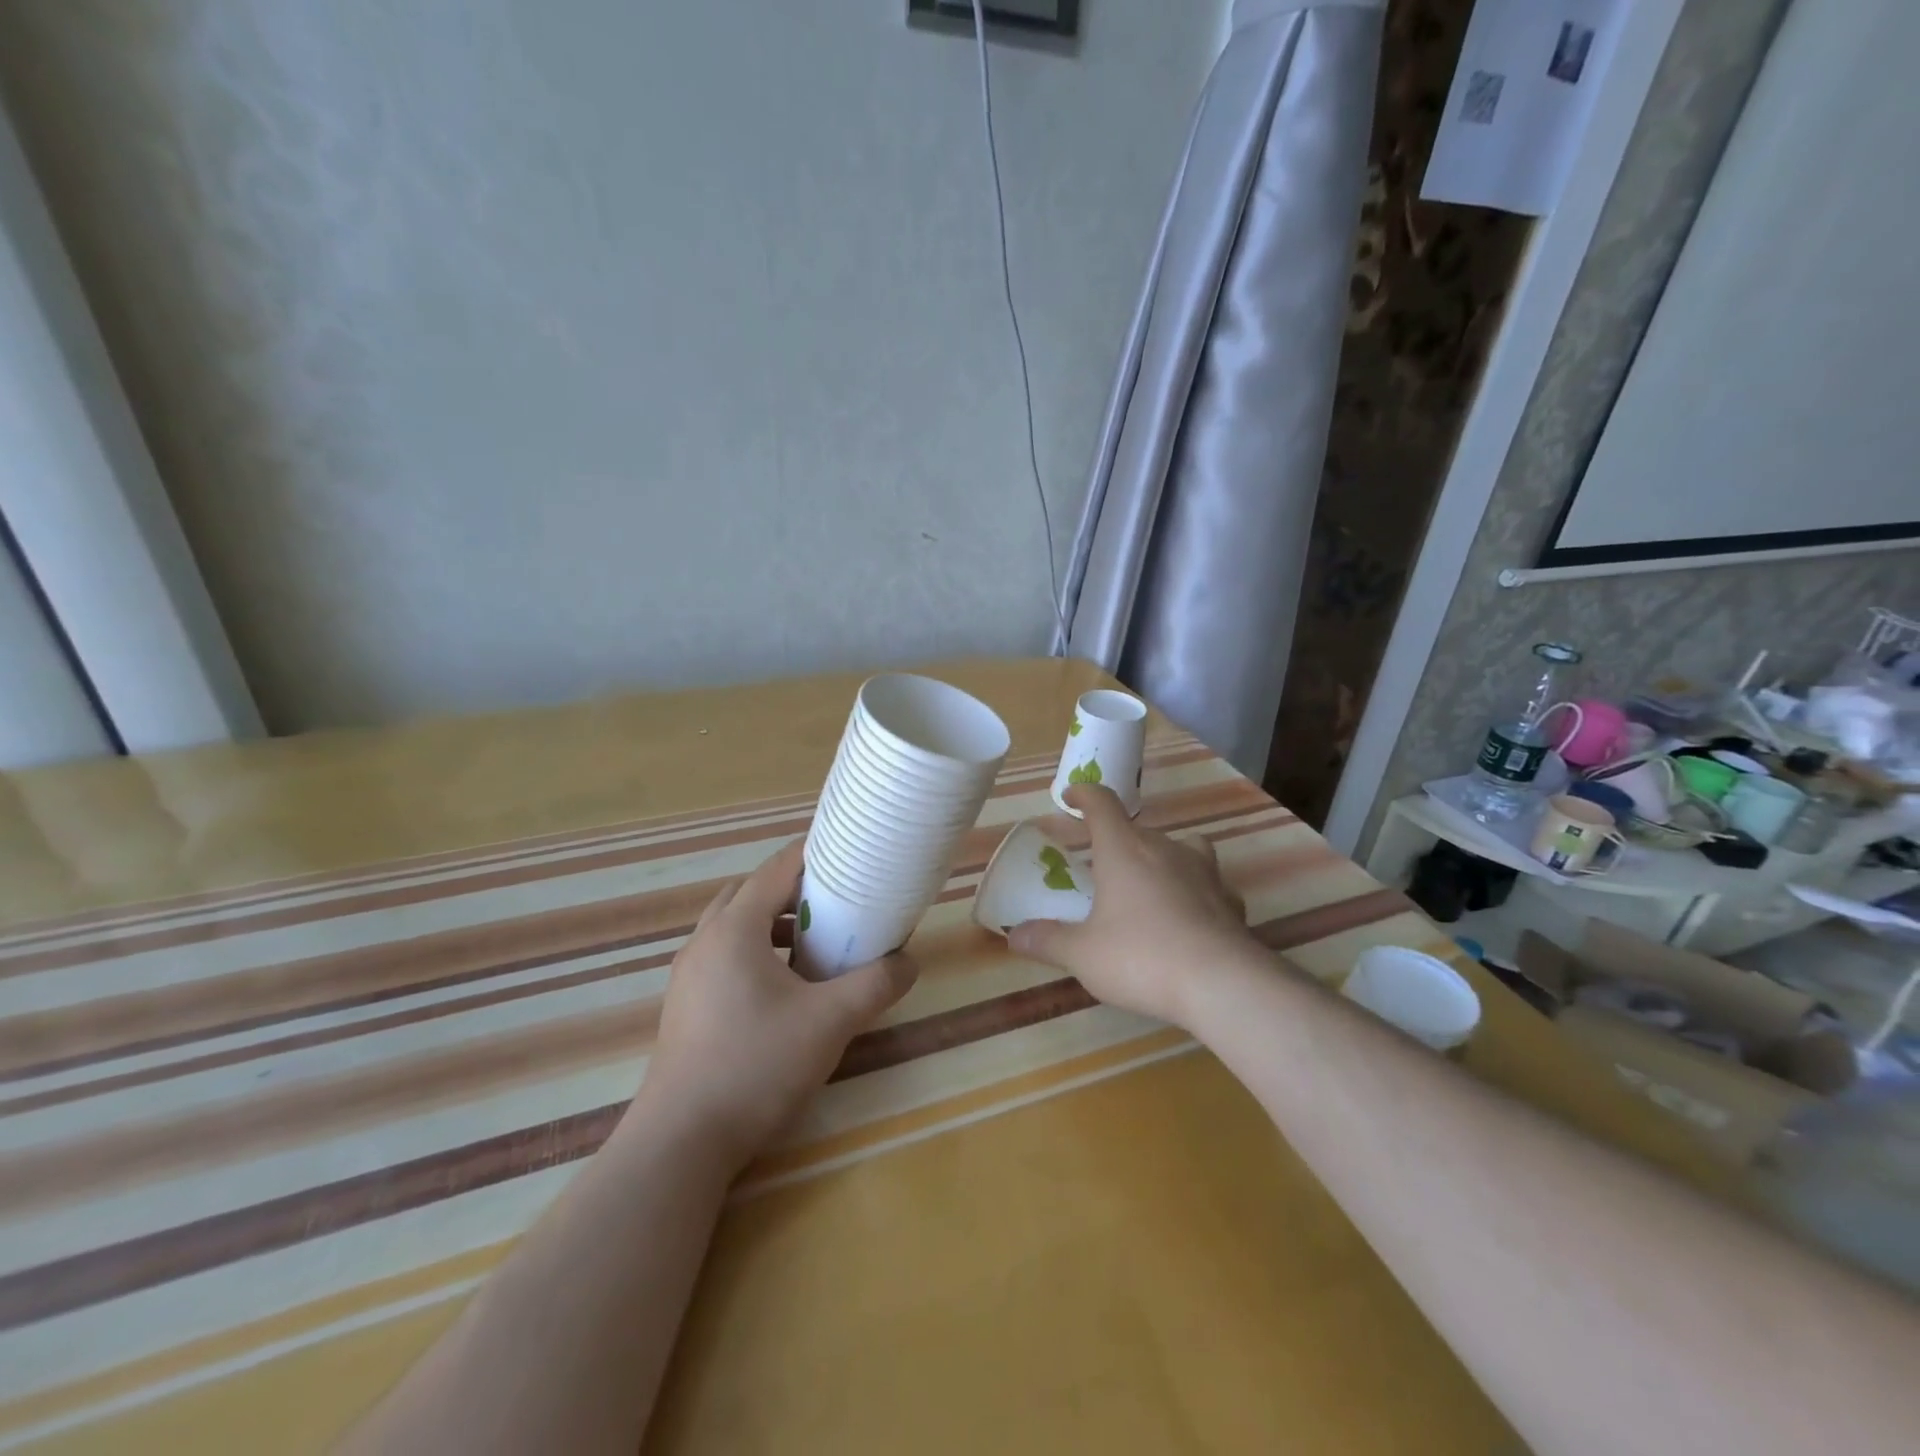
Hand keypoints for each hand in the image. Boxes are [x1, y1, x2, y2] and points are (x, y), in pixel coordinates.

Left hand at [634, 840, 917, 1172]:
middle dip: (791, 890)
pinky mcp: (685, 1006)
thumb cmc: (756, 1065)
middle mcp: (705, 941)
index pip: (776, 870)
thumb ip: (875, 985)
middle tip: (832, 901)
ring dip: (771, 924)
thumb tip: (909, 963)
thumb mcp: (830, 1022)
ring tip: (812, 945)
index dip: (812, 854)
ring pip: (733, 927)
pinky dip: (754, 953)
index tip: (846, 851)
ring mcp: (688, 975)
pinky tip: (782, 989)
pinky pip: (723, 957)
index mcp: (734, 928)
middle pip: (750, 893)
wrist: (682, 1141)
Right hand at [1009, 784, 1253, 1029]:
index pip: (1102, 803)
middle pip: (1137, 830)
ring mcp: (1204, 872)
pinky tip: (1187, 918)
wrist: (1222, 983)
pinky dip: (1194, 892)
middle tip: (1098, 864)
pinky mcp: (1230, 900)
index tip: (1071, 797)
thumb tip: (1014, 935)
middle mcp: (1165, 849)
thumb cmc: (1141, 956)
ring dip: (1161, 859)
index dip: (1084, 795)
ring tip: (1148, 884)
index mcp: (1124, 849)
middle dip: (1116, 840)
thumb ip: (1048, 941)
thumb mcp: (1083, 954)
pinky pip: (1208, 885)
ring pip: (1181, 848)